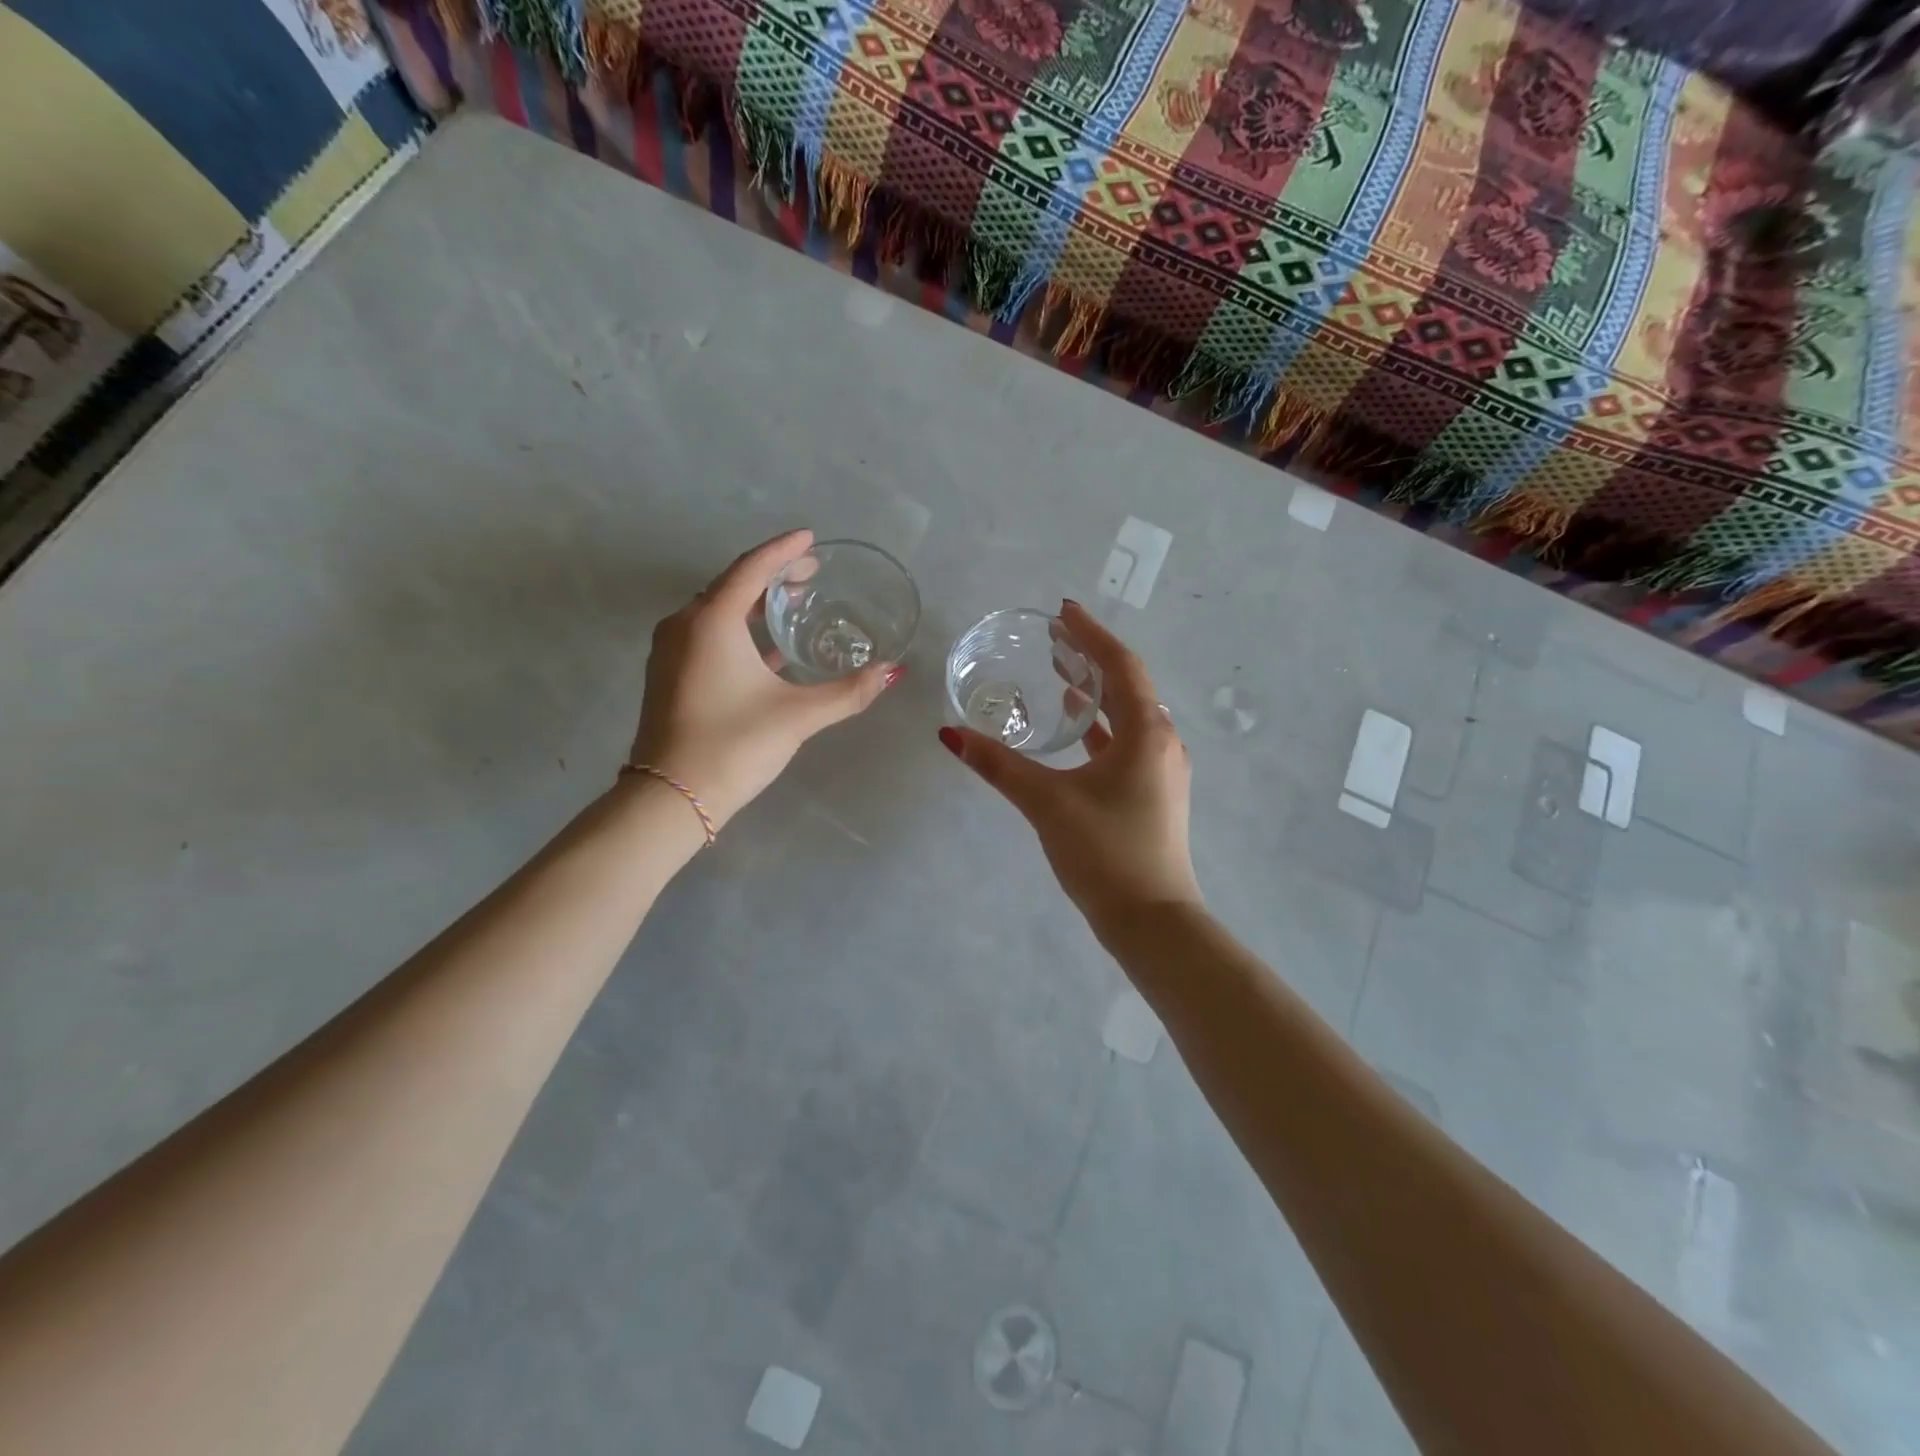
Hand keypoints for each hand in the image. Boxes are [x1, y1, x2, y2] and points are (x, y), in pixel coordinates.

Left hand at [629, 530, 900, 828]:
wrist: (670, 799)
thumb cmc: (734, 744)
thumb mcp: (798, 715)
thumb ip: (848, 691)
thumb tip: (893, 672)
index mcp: (712, 621)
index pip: (752, 569)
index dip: (784, 550)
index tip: (811, 538)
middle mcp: (684, 626)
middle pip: (732, 585)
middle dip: (772, 575)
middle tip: (811, 573)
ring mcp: (671, 651)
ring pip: (718, 612)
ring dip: (755, 604)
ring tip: (793, 604)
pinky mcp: (669, 676)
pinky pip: (708, 636)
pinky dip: (739, 632)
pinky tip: (769, 650)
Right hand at [939, 600, 1201, 938]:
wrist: (1152, 921)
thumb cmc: (1105, 852)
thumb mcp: (1047, 803)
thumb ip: (999, 765)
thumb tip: (950, 735)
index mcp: (1146, 732)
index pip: (1120, 665)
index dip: (1091, 635)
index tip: (1063, 613)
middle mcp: (1162, 742)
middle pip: (1128, 684)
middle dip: (1092, 658)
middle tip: (1056, 639)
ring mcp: (1162, 770)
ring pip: (1129, 714)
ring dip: (1098, 692)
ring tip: (1062, 675)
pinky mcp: (1155, 793)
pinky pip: (1127, 743)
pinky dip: (1102, 727)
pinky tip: (1079, 729)